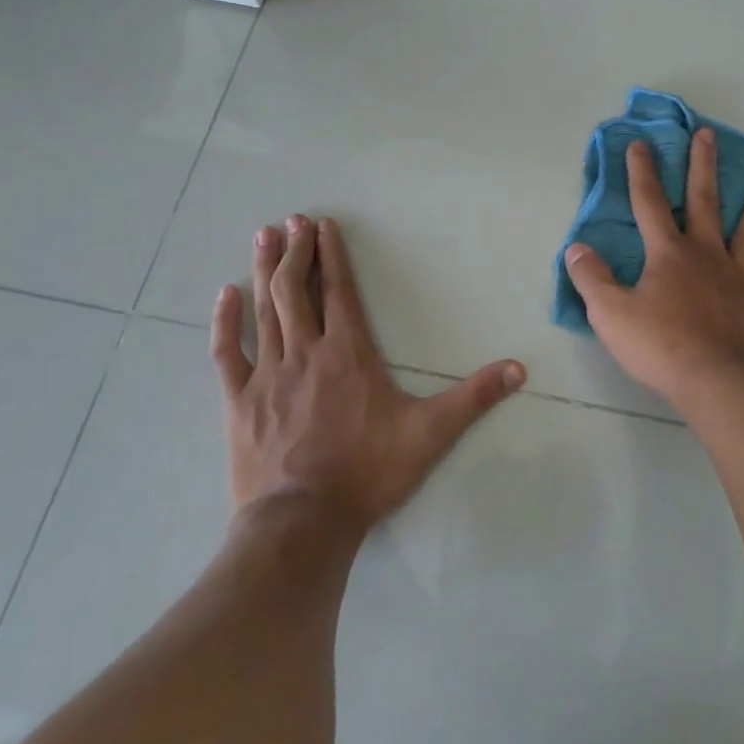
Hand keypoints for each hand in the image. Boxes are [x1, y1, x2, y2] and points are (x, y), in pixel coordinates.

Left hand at [211, 215, 525, 533]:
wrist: (302, 523)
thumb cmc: (368, 472)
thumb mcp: (430, 433)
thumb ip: (474, 398)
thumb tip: (519, 369)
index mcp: (348, 353)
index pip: (339, 291)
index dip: (331, 255)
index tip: (323, 224)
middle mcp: (306, 352)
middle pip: (296, 290)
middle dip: (296, 251)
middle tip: (293, 220)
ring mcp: (267, 375)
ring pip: (264, 311)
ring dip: (264, 271)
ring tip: (263, 237)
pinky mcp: (239, 402)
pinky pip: (227, 354)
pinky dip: (224, 323)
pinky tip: (223, 296)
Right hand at [563, 130, 743, 412]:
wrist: (721, 382)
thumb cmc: (662, 347)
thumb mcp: (611, 314)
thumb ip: (592, 279)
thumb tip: (576, 248)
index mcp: (668, 253)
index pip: (649, 203)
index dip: (641, 172)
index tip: (640, 144)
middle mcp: (706, 252)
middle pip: (704, 200)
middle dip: (702, 165)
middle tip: (707, 134)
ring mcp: (740, 273)